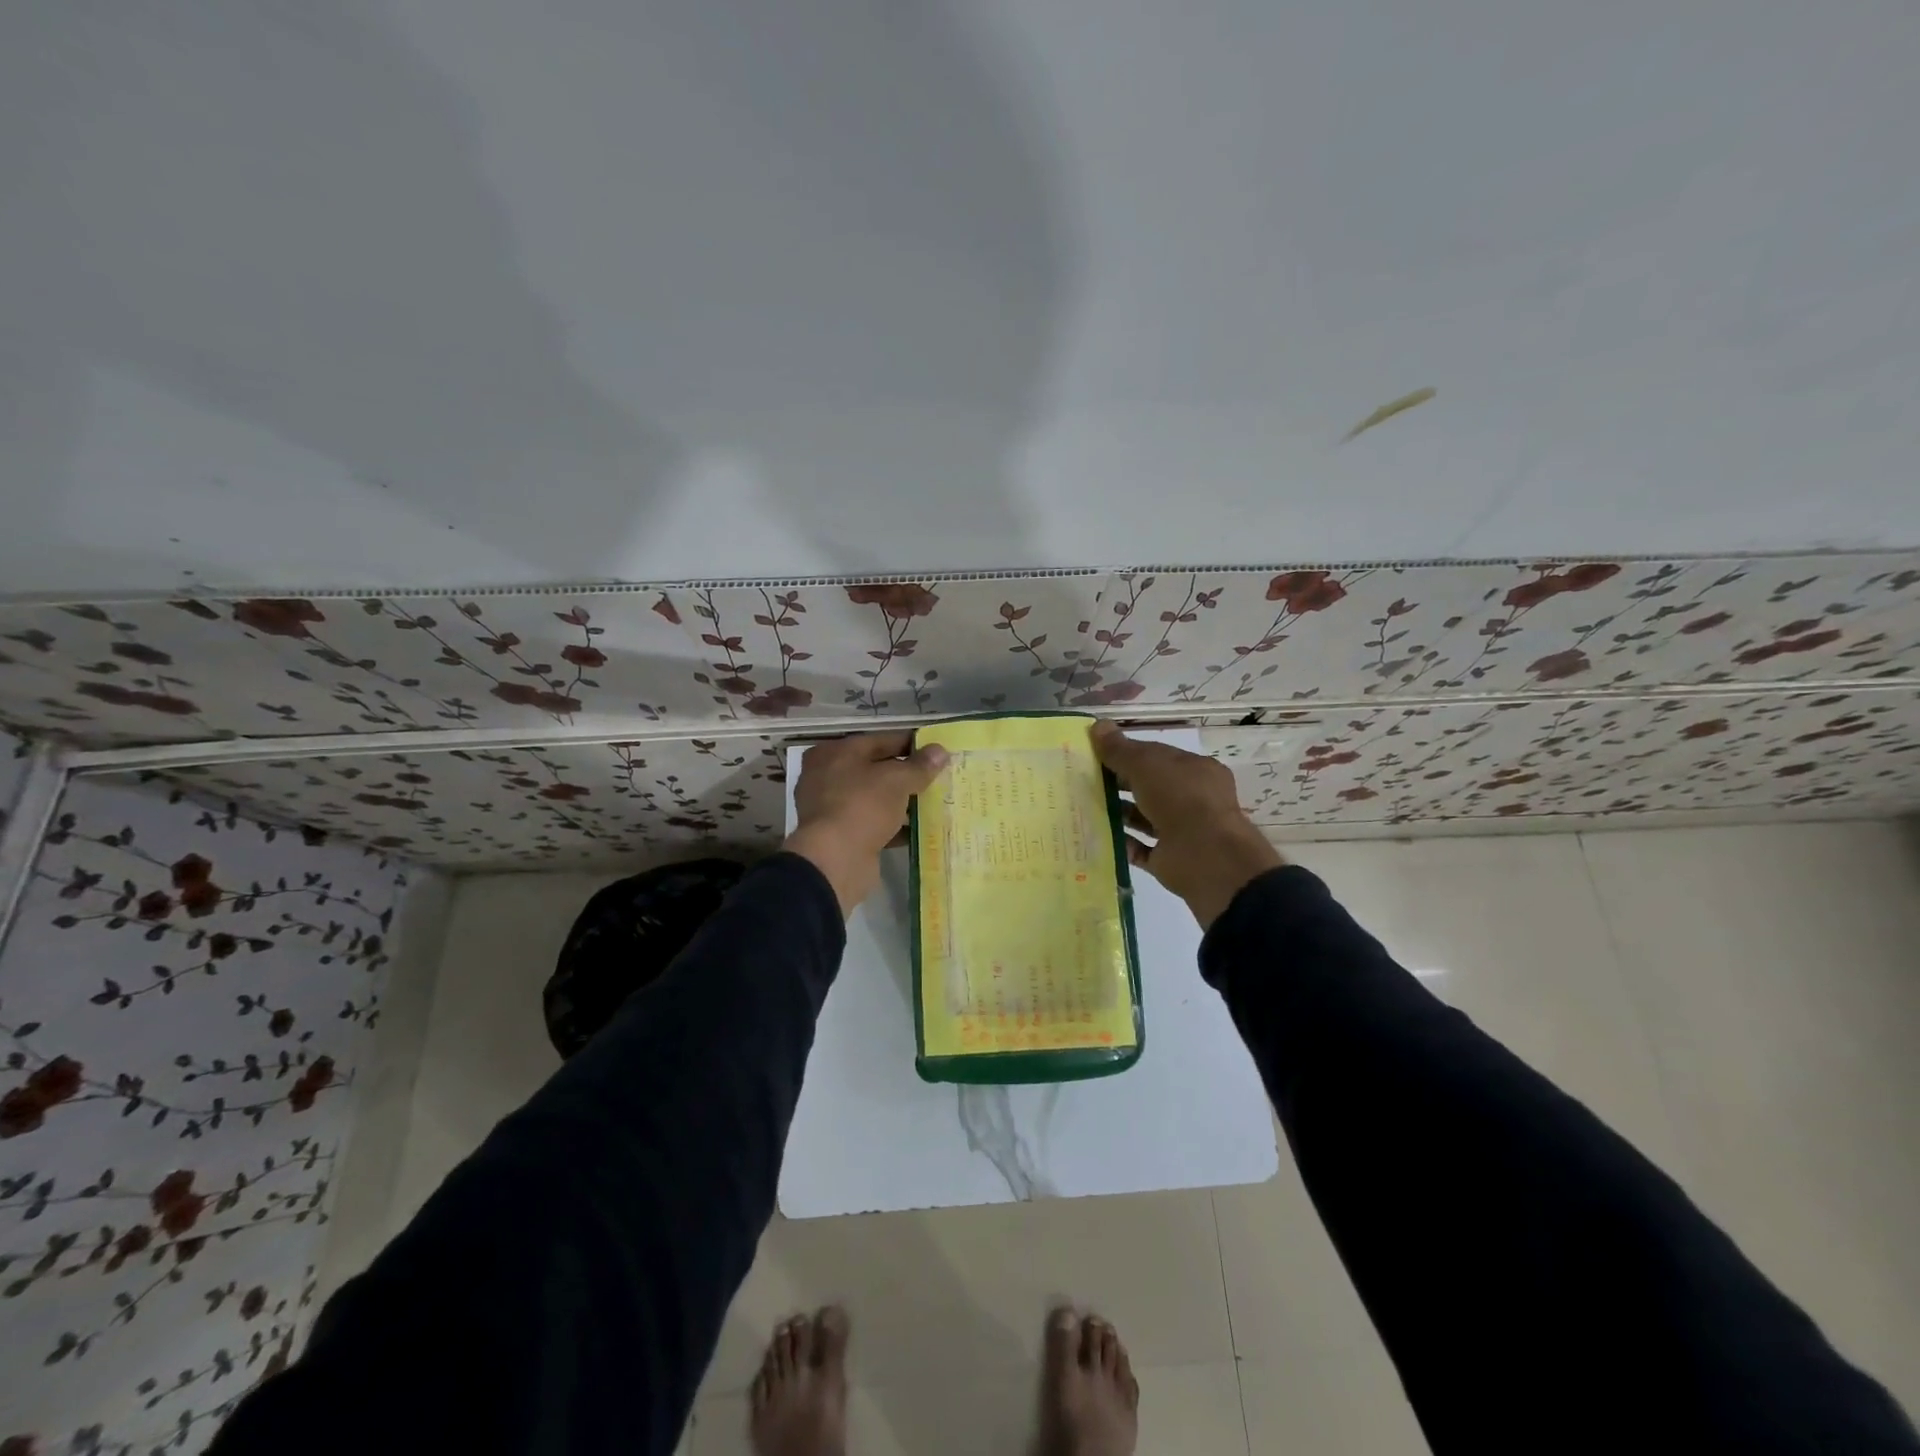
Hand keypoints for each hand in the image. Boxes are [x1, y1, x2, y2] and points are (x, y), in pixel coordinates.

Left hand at [784, 731, 949, 914]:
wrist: (834, 861)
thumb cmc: (862, 806)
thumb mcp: (896, 780)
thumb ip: (919, 766)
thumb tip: (940, 751)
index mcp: (835, 753)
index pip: (880, 740)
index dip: (910, 744)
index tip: (936, 751)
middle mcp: (828, 776)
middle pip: (876, 769)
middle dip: (906, 774)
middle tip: (938, 776)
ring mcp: (832, 808)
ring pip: (875, 798)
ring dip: (902, 801)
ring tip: (935, 802)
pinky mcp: (841, 835)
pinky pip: (874, 823)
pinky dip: (895, 826)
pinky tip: (922, 829)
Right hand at [1091, 721, 1282, 928]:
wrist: (1207, 857)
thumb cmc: (1180, 798)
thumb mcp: (1146, 764)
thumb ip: (1120, 748)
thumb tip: (1098, 724)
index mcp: (1195, 770)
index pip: (1157, 756)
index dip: (1127, 753)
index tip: (1095, 755)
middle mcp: (1191, 799)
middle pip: (1150, 787)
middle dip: (1119, 784)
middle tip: (1083, 781)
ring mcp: (1182, 830)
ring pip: (1144, 818)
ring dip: (1118, 813)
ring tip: (1084, 808)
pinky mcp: (1170, 859)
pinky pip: (1140, 849)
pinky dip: (1121, 843)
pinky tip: (1096, 837)